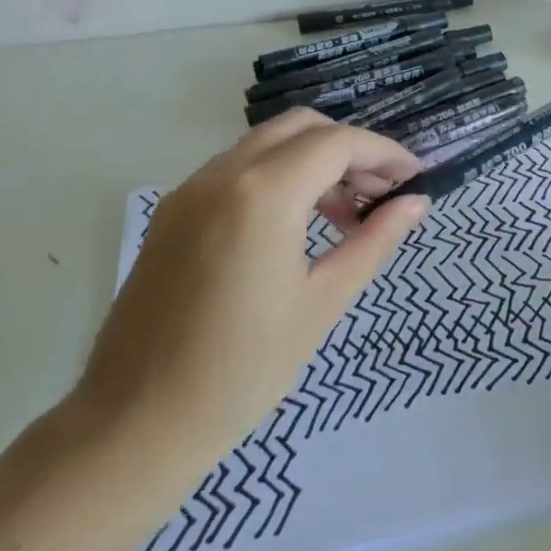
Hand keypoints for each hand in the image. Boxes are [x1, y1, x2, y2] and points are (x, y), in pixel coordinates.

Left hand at [72, 109, 428, 475]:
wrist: (135, 423)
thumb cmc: (243, 370)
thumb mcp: (322, 302)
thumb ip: (373, 241)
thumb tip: (415, 203)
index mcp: (264, 194)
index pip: (338, 143)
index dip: (384, 153)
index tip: (414, 178)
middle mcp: (222, 174)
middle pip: (301, 127)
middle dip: (349, 149)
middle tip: (379, 193)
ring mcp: (190, 190)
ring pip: (266, 144)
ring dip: (312, 161)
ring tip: (344, 216)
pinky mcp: (172, 212)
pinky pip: (236, 169)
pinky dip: (277, 177)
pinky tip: (295, 226)